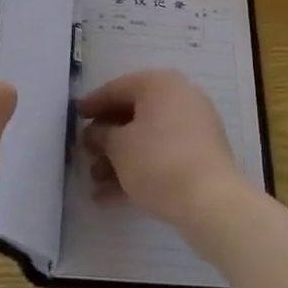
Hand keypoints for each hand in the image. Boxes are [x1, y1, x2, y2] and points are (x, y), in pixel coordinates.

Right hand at [77, 69, 251, 230]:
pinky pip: (162, 156)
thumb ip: (102, 135)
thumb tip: (94, 133)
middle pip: (133, 114)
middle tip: (85, 153)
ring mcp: (193, 128)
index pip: (118, 88)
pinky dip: (139, 170)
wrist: (212, 203)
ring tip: (95, 181)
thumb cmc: (158, 161)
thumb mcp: (120, 147)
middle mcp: (179, 99)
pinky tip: (112, 197)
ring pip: (147, 138)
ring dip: (119, 158)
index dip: (93, 104)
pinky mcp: (200, 157)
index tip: (75, 117)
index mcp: (160, 85)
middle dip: (107, 137)